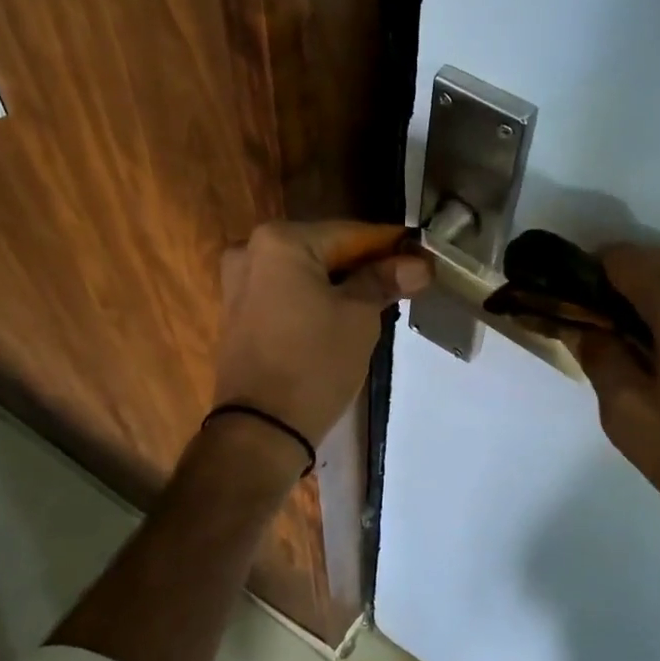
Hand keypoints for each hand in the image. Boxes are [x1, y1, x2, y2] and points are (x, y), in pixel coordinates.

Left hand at [212, 220, 430, 446]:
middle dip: (364, 265)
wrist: (262, 427)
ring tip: (380, 300)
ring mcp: (238, 283)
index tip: (422, 256)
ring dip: (341, 283)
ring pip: (305, 273)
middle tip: (405, 281)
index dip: (390, 245)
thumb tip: (418, 264)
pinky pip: (286, 293)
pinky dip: (315, 298)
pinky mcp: (237, 313)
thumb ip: (385, 280)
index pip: (350, 234)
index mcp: (281, 241)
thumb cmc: (315, 363)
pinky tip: (343, 313)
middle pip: (325, 249)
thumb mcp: (359, 317)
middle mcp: (252, 251)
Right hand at [578, 245, 659, 555]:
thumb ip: (599, 357)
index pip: (622, 257)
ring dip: (658, 315)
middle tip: (607, 351)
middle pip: (658, 271)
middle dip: (624, 300)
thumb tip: (586, 328)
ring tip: (650, 371)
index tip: (577, 318)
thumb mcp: (629, 415)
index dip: (590, 279)